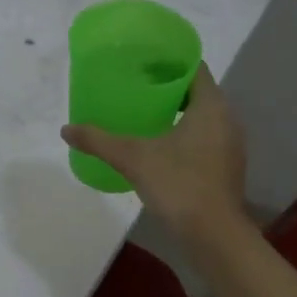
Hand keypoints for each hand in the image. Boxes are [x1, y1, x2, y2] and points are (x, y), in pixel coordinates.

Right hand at [61, 64, 247, 244]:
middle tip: (136, 86)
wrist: (214, 236)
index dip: (169, 60)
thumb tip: (66, 129)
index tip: (143, 61)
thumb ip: (99, 140)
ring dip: (177, 113)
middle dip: (168, 87)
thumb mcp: (133, 158)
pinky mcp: (227, 168)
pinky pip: (205, 139)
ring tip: (144, 114)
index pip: (194, 68)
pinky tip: (160, 147)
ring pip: (203, 117)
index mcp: (211, 106)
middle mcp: (227, 119)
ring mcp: (231, 146)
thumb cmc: (179, 185)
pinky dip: (185, 135)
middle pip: (198, 92)